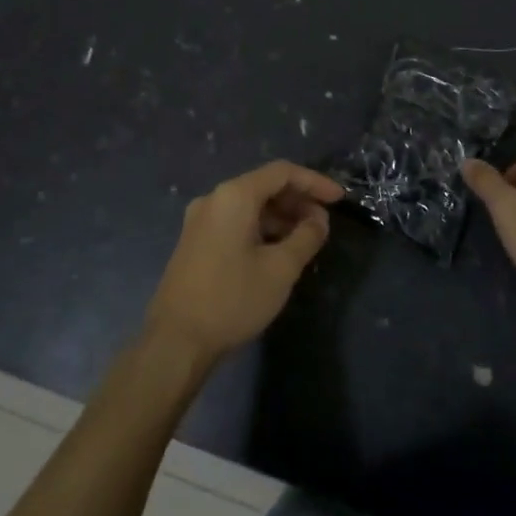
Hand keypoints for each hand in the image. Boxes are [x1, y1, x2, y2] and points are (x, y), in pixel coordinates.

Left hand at [145, 160, 342, 364]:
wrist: (175, 342)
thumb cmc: (232, 299)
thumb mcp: (281, 269)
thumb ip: (306, 237)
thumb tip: (318, 220)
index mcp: (234, 196)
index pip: (282, 172)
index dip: (314, 182)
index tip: (339, 199)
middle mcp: (214, 199)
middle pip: (264, 186)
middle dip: (298, 201)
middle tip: (323, 224)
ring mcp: (200, 220)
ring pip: (250, 205)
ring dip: (280, 216)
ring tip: (305, 240)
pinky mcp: (194, 242)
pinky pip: (235, 221)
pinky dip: (261, 228)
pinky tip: (277, 251)